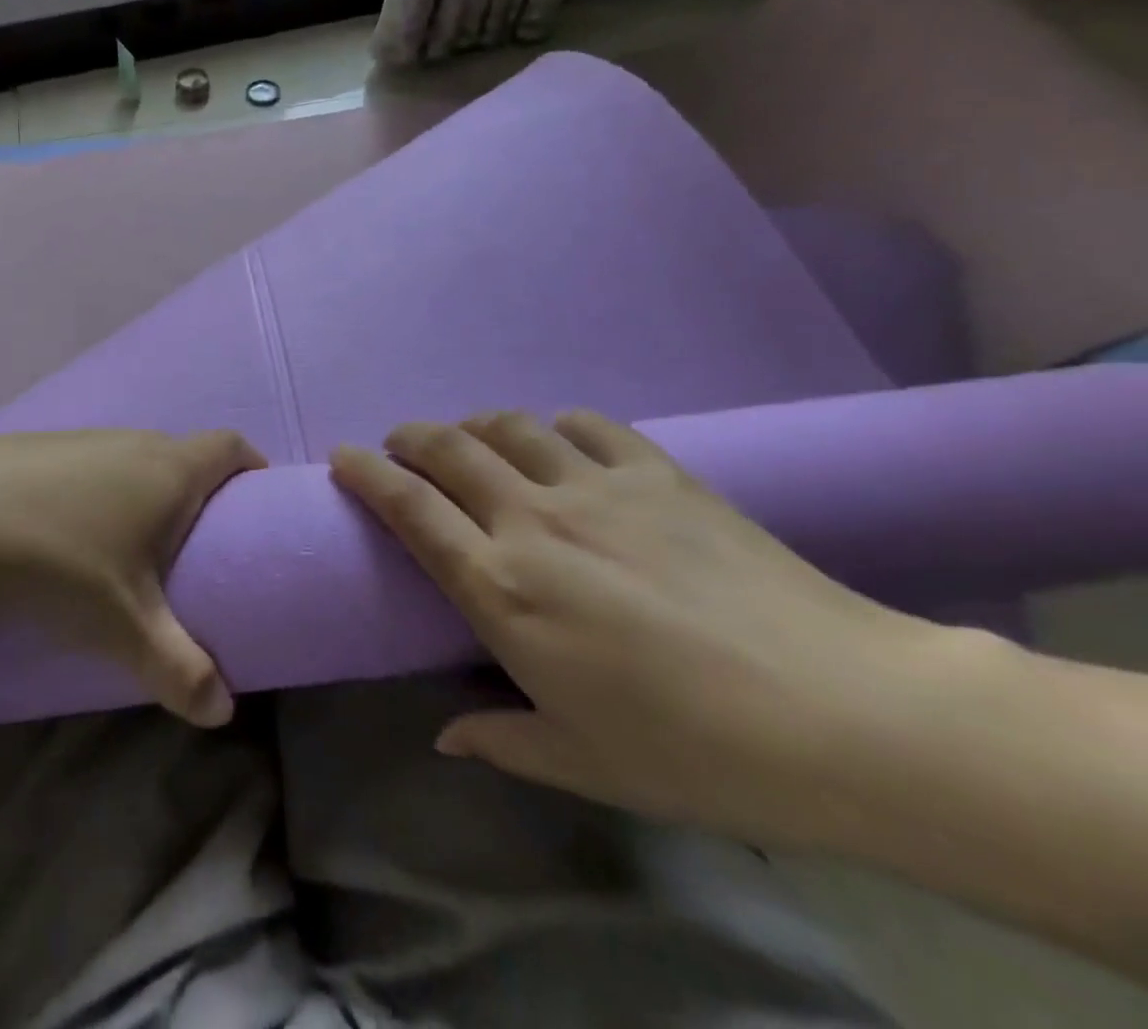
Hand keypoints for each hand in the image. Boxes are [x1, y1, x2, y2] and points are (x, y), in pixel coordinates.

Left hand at [0, 430, 265, 727]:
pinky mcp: (34, 448)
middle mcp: (130, 440)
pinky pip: (86, 466)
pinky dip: (94, 493)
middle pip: (182, 453)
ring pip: (130, 459)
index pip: (230, 446)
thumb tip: (223, 711)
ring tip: (131, 548)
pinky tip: (67, 536)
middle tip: (196, 546)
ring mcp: (79, 438)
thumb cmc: (57, 564)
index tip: (255, 505)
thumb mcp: (124, 626)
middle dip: (197, 492)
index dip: (250, 467)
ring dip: (142, 493)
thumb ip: (179, 668)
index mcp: (167, 468)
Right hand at [331, 410, 942, 848]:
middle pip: (447, 449)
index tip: (341, 458)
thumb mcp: (582, 761)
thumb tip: (446, 737)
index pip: (409, 509)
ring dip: (475, 426)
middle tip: (399, 445)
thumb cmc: (694, 752)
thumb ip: (500, 738)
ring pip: (509, 426)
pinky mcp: (656, 472)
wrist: (845, 715)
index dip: (366, 474)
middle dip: (409, 437)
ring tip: (471, 442)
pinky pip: (585, 425)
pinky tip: (559, 442)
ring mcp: (595, 487)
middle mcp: (533, 520)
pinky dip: (555, 426)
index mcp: (501, 588)